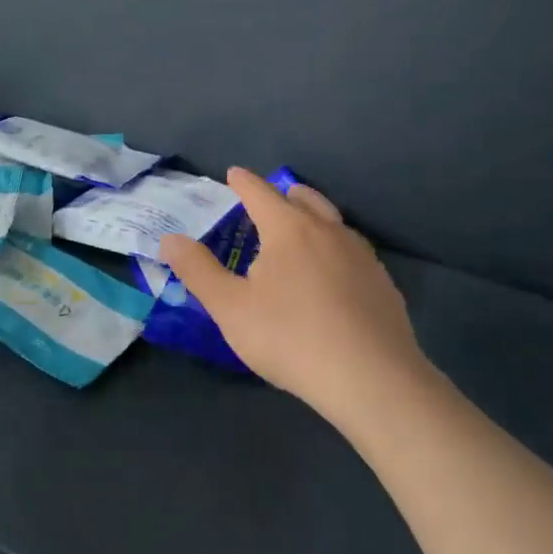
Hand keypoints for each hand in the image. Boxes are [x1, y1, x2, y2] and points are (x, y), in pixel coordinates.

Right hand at [160, 168, 433, 431]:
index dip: (244, 183)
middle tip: (272, 197)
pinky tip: (335, 273)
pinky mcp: (383, 285)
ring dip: (315, 217)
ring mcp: (362, 257)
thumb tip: (169, 239)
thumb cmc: (289, 337)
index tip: (234, 174)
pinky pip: (354, 252)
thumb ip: (198, 270)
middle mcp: (328, 232)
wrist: (371, 379)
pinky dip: (336, 249)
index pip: (261, 194)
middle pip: (305, 200)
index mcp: (289, 229)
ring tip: (304, 228)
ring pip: (334, 223)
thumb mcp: (230, 307)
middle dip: (285, 194)